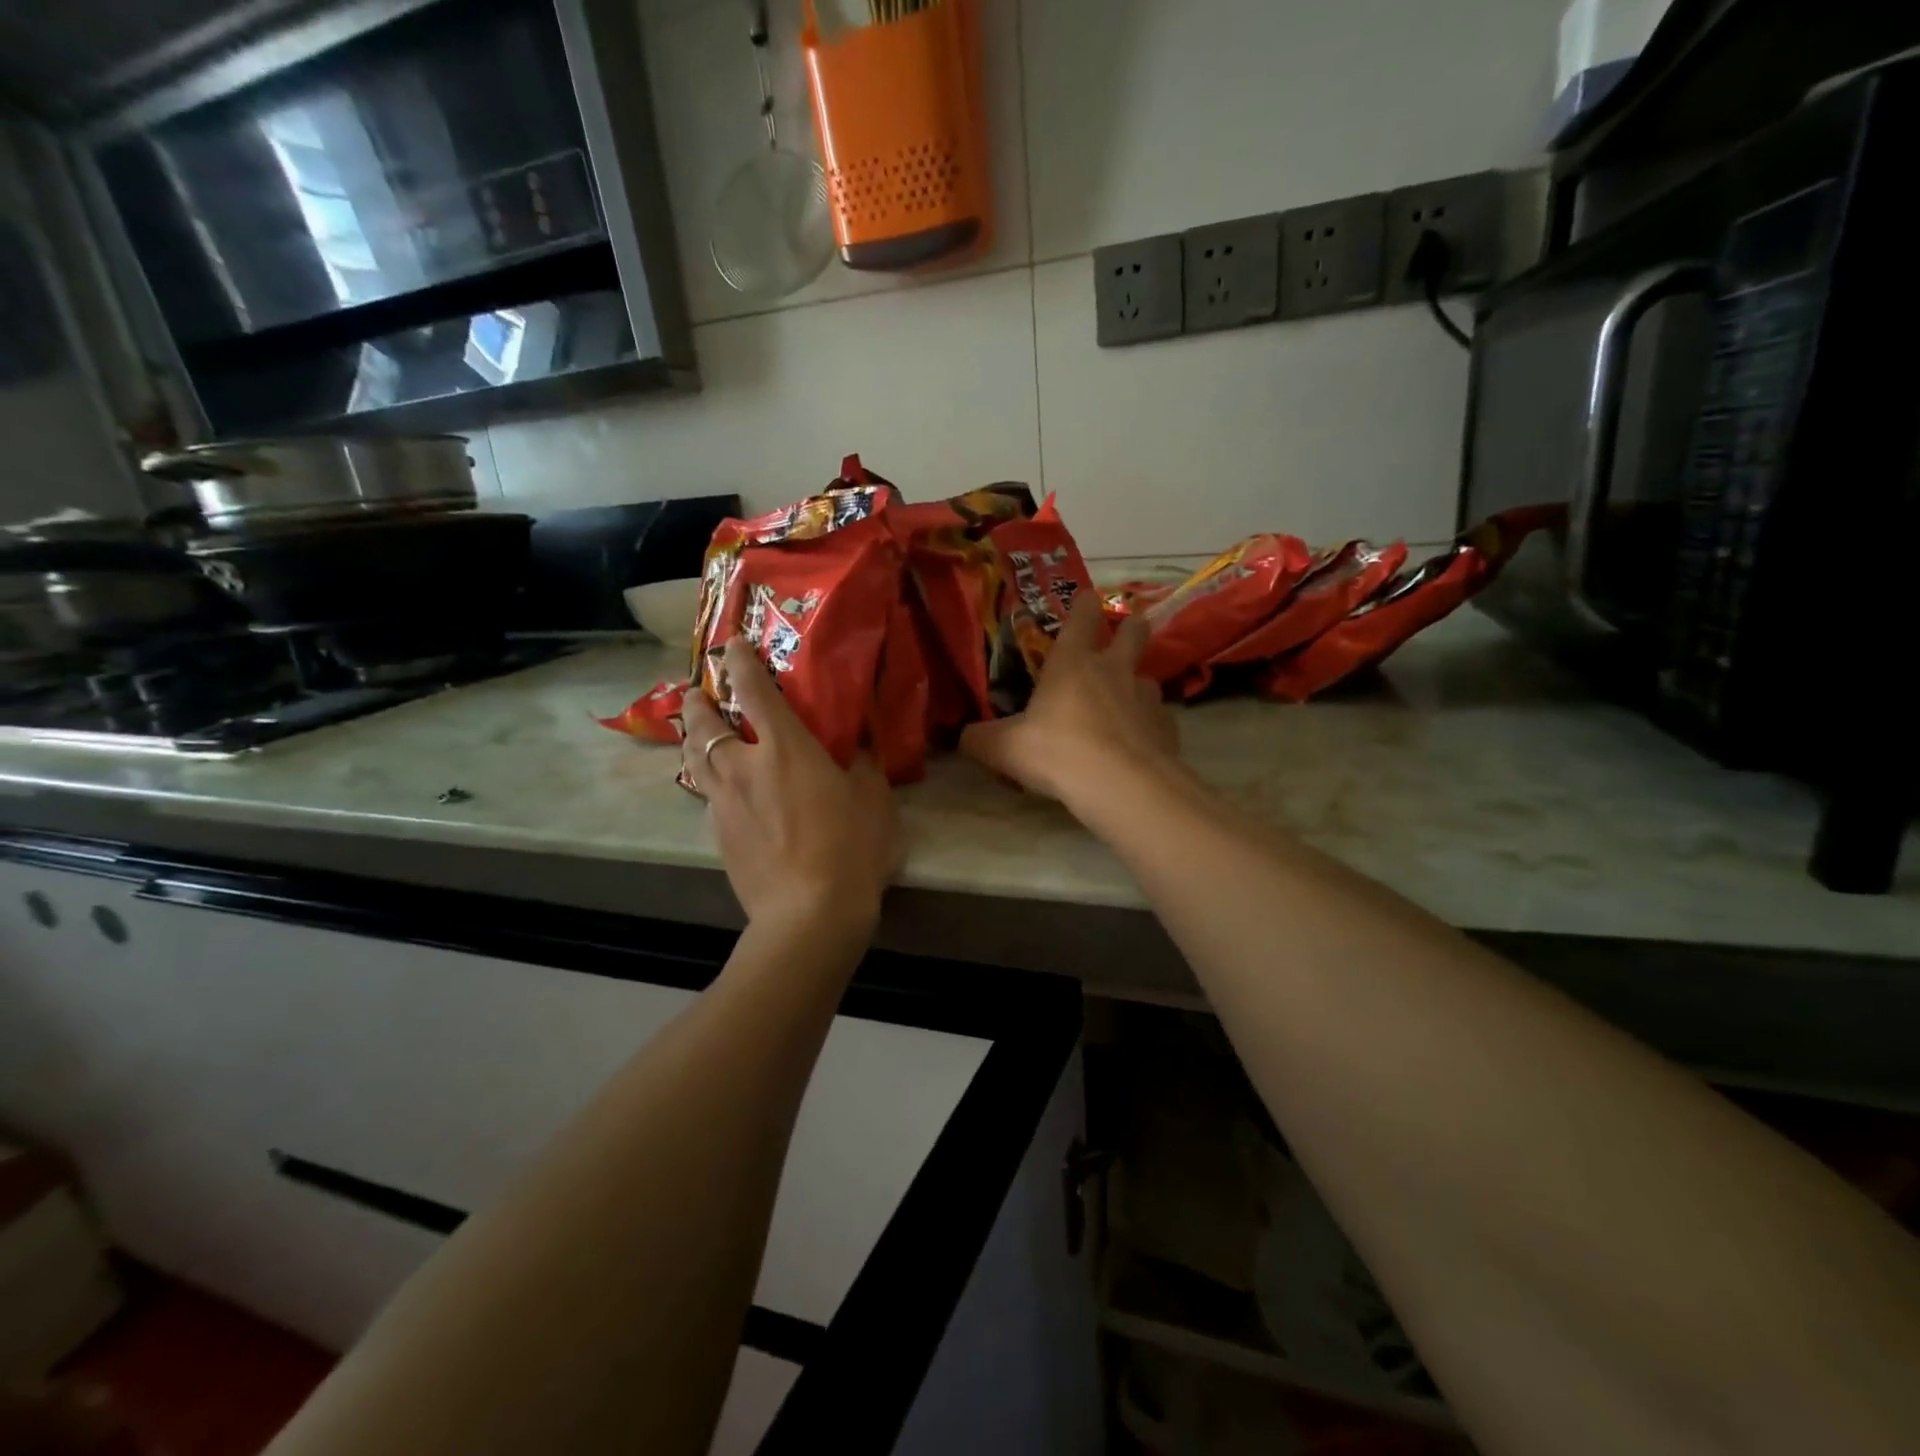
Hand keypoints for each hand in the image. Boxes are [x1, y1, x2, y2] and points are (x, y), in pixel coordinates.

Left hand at [681, 639, 897, 929]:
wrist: (810, 913)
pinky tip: (722, 789)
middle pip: (704, 722)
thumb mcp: (873, 797)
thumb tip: (859, 740)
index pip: (753, 689)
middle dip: (698, 701)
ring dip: (693, 737)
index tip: (732, 645)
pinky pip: (706, 794)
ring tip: (699, 733)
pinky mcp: (718, 835)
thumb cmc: (850, 847)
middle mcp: (744, 766)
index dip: (739, 661)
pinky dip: (709, 780)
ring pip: (695, 758)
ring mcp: (724, 802)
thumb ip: (863, 761)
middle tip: (700, 693)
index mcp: (785, 747)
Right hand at [961, 593, 1177, 804]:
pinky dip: (1149, 727)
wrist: (1122, 785)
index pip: (1082, 616)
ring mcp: (1146, 697)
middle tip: (1128, 631)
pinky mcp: (1167, 728)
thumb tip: (963, 737)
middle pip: (1134, 632)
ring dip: (1136, 685)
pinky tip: (1138, 745)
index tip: (1088, 598)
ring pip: (1147, 678)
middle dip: (1131, 627)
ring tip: (1125, 705)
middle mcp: (1114, 670)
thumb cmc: (1058, 752)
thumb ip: (981, 739)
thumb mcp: (1004, 748)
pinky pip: (1158, 720)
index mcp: (1072, 663)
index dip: (1085, 604)